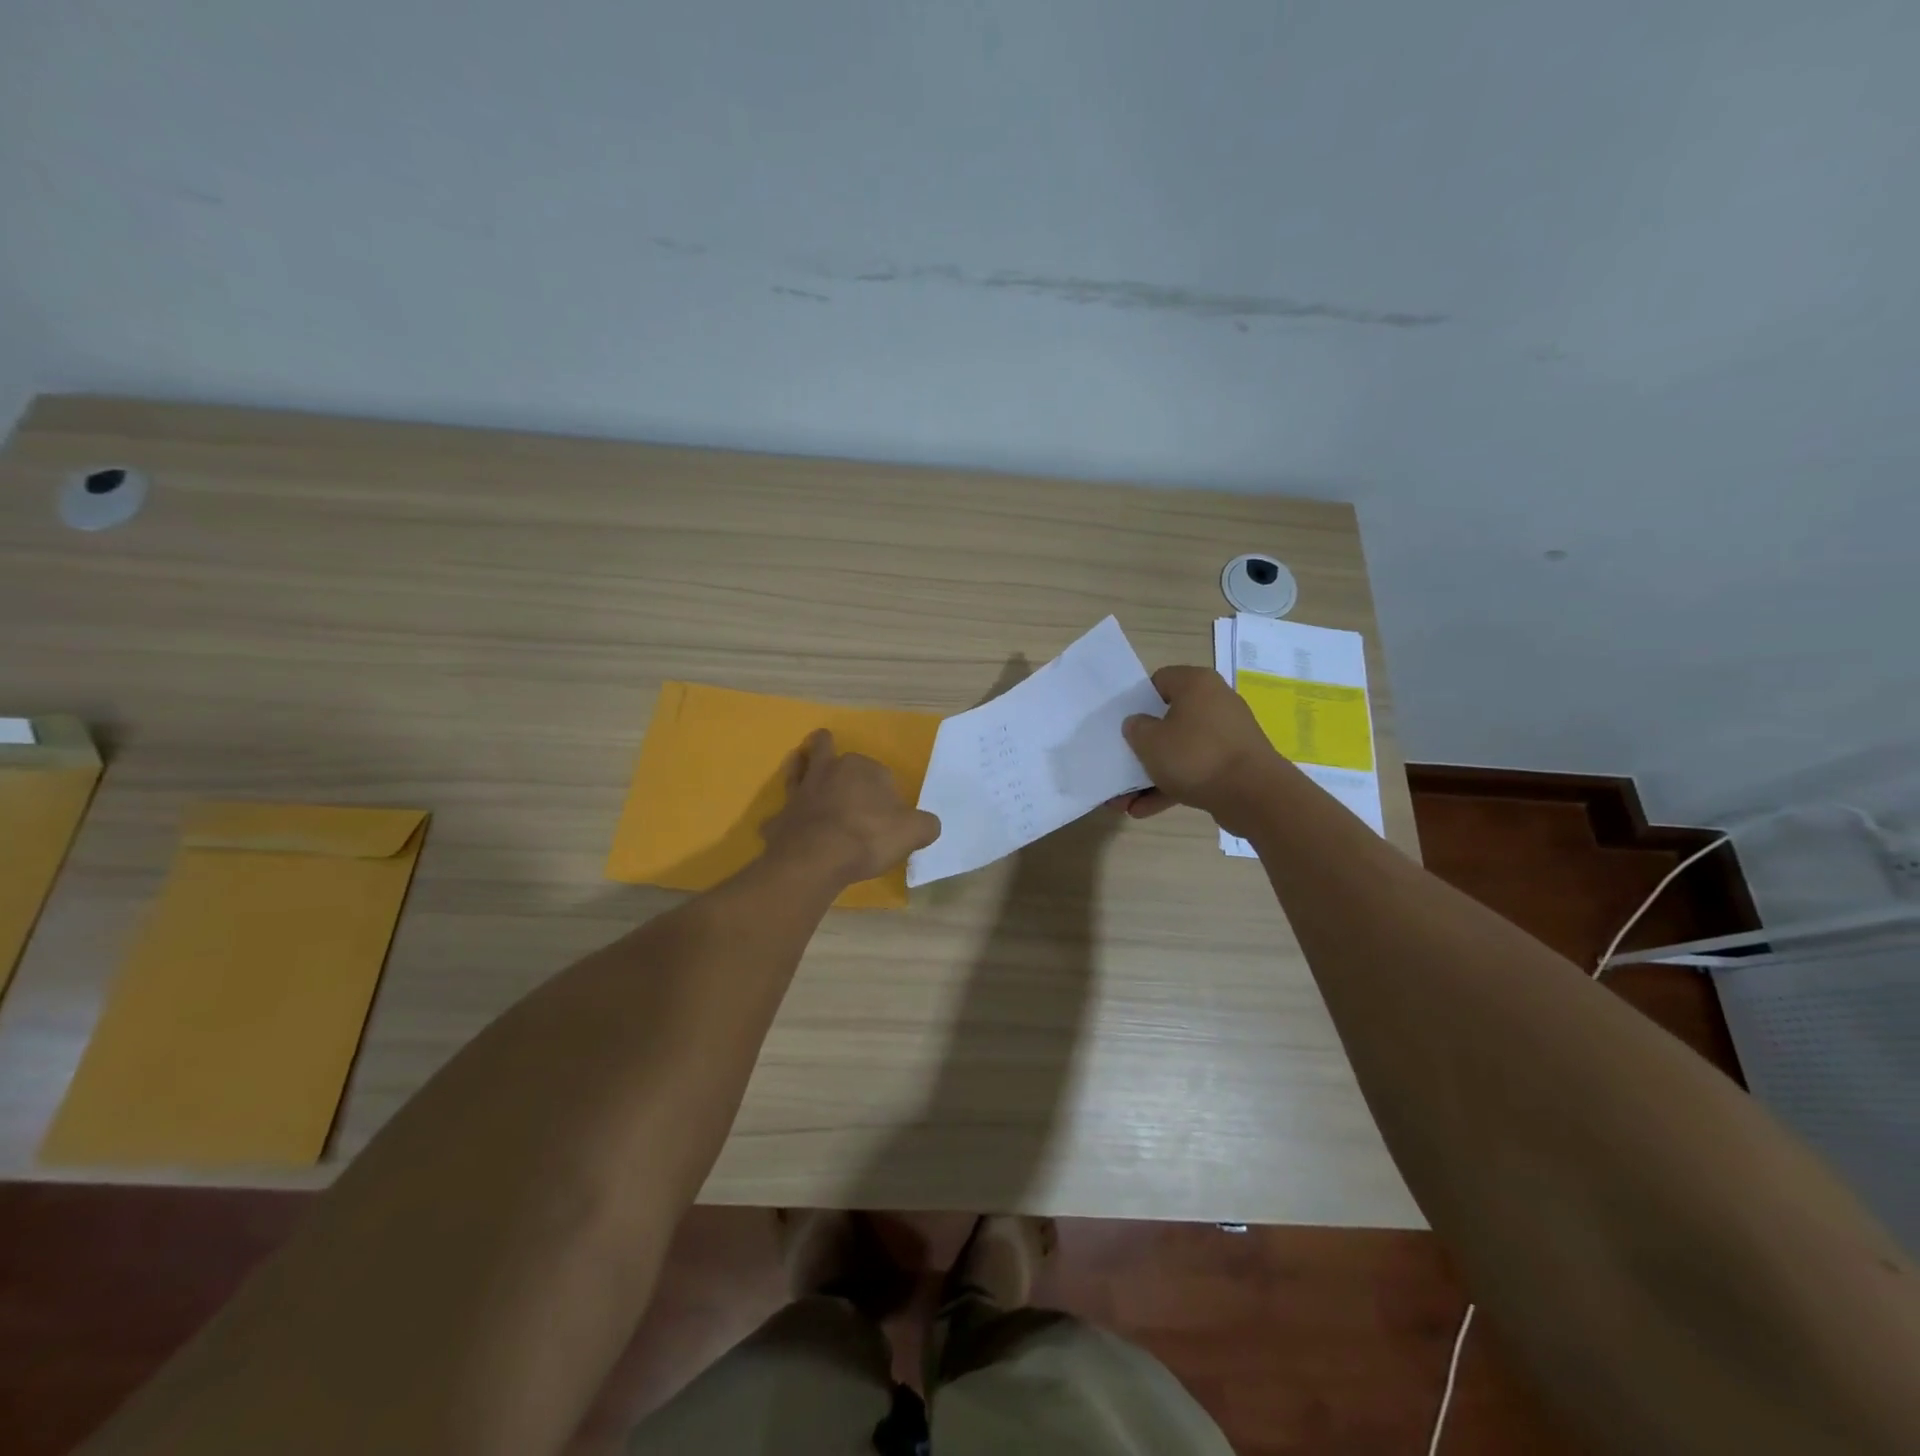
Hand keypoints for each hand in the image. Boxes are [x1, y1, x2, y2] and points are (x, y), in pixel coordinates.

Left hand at [761, 730, 941, 884]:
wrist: (817, 859)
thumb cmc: (869, 838)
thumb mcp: (913, 832)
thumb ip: (925, 825)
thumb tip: (928, 825)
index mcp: (861, 769)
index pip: (877, 770)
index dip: (882, 786)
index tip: (887, 807)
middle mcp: (827, 773)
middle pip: (826, 752)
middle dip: (827, 748)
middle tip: (826, 743)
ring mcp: (800, 794)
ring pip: (797, 771)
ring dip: (798, 765)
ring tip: (797, 759)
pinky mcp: (780, 819)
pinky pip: (779, 815)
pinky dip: (781, 818)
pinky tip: (780, 826)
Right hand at [1120, 665, 1280, 834]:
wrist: (1253, 795)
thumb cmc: (1195, 756)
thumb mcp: (1149, 741)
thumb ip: (1135, 728)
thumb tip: (1139, 724)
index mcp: (1196, 684)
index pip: (1159, 681)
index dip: (1137, 701)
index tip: (1124, 723)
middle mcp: (1215, 702)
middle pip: (1169, 719)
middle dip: (1143, 747)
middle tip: (1121, 762)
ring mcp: (1226, 735)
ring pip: (1180, 750)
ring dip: (1152, 774)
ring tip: (1124, 801)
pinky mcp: (1232, 764)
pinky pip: (1195, 770)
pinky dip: (1171, 787)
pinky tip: (1144, 810)